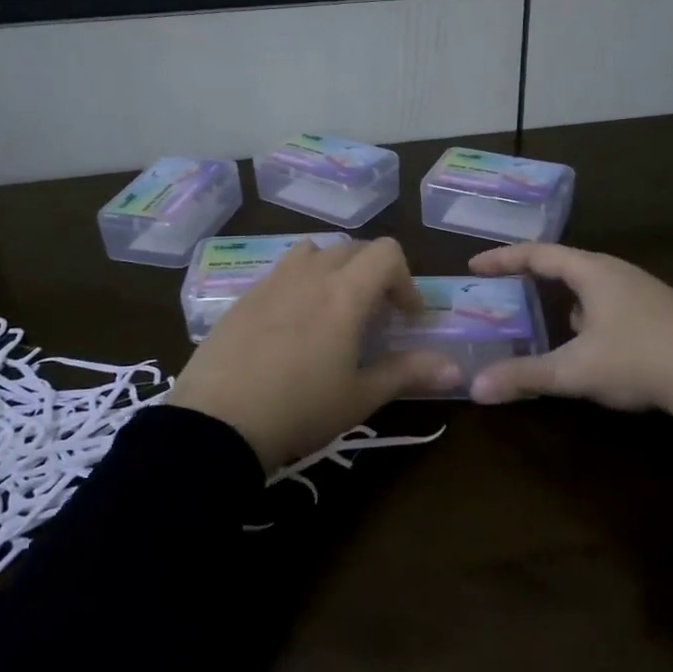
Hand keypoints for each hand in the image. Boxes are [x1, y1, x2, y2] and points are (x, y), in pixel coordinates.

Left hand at [168, 238, 460, 472]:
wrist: (217, 421)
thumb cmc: (299, 409)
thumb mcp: (359, 397)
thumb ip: (408, 373)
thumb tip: (455, 369)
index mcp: (345, 293)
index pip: (387, 253)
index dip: (404, 280)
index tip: (406, 317)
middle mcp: (310, 274)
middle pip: (353, 249)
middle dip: (373, 275)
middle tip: (374, 317)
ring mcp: (272, 281)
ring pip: (314, 253)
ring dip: (334, 270)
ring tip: (332, 310)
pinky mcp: (244, 295)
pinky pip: (282, 272)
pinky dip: (300, 283)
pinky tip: (291, 325)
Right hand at [466, 243, 672, 417]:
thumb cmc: (639, 359)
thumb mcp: (575, 371)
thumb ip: (524, 377)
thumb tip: (474, 387)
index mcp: (593, 272)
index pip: (538, 254)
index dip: (503, 258)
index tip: (475, 266)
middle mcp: (618, 272)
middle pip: (565, 265)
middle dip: (532, 278)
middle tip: (504, 290)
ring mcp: (644, 291)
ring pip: (591, 286)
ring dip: (563, 298)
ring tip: (543, 320)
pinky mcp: (662, 313)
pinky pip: (611, 303)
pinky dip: (588, 314)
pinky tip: (590, 343)